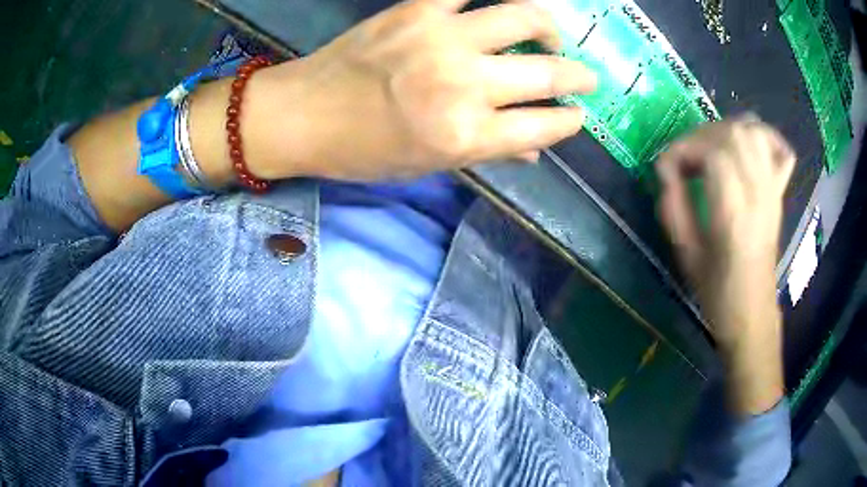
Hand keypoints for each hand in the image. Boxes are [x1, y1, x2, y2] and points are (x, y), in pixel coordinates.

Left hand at [244, 0, 596, 180]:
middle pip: (546, 74)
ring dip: (549, 26)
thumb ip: (488, 153)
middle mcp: (464, 86)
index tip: (579, 115)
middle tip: (586, 76)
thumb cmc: (361, 151)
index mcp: (465, 136)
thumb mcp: (427, 165)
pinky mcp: (416, 10)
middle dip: (578, 77)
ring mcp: (442, 39)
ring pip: (523, 17)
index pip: (543, 127)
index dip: (569, 121)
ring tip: (551, 33)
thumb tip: (534, 151)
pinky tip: (501, 3)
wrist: (302, 115)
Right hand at [656, 115, 795, 413]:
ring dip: (726, 130)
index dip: (684, 149)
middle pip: (734, 135)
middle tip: (687, 159)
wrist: (752, 312)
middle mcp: (759, 195)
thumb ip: (673, 207)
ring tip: (711, 148)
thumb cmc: (717, 291)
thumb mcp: (686, 255)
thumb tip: (665, 171)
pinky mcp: (779, 193)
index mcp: (735, 215)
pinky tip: (750, 143)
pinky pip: (780, 149)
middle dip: (701, 137)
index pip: (713, 153)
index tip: (667, 168)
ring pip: (755, 133)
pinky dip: (765, 135)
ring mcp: (773, 191)